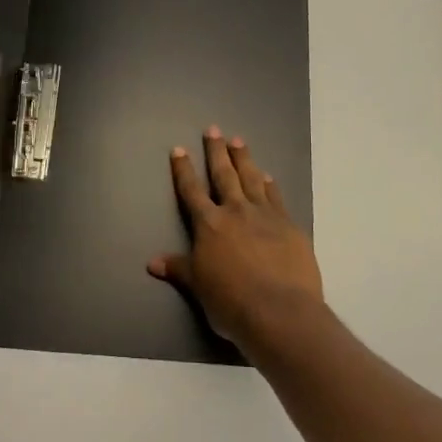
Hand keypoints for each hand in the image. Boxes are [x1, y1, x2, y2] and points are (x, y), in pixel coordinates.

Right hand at [148, 126, 325, 355]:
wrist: (280, 311)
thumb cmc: (231, 302)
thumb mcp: (199, 287)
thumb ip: (179, 269)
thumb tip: (151, 262)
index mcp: (209, 225)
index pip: (192, 191)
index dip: (184, 170)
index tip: (179, 149)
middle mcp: (236, 212)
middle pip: (224, 175)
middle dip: (216, 151)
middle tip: (214, 129)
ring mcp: (265, 216)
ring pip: (252, 179)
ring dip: (244, 159)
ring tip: (239, 141)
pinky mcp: (290, 226)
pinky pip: (276, 198)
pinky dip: (270, 185)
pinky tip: (268, 176)